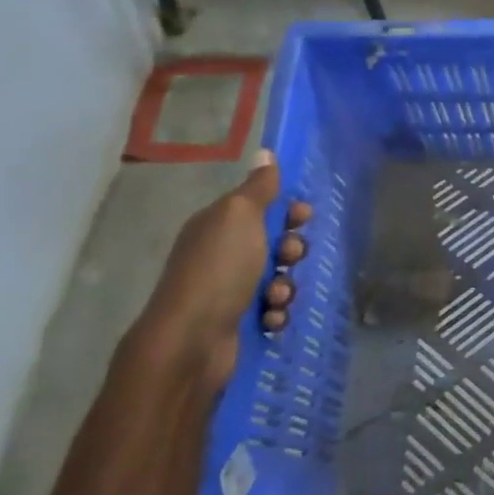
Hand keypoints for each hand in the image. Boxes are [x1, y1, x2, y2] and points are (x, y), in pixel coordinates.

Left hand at [136, 149, 310, 388]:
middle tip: (289, 258)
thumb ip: (258, 188)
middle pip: (273, 244)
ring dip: (285, 287)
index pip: (259, 207)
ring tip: (275, 297)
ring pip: (277, 279)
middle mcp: (221, 255)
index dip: (285, 210)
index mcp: (218, 225)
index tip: (303, 216)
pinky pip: (272, 311)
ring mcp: (229, 291)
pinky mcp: (238, 324)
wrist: (191, 342)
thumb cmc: (218, 270)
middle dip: (290, 250)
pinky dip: (275, 314)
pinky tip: (269, 320)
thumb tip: (265, 152)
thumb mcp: (240, 217)